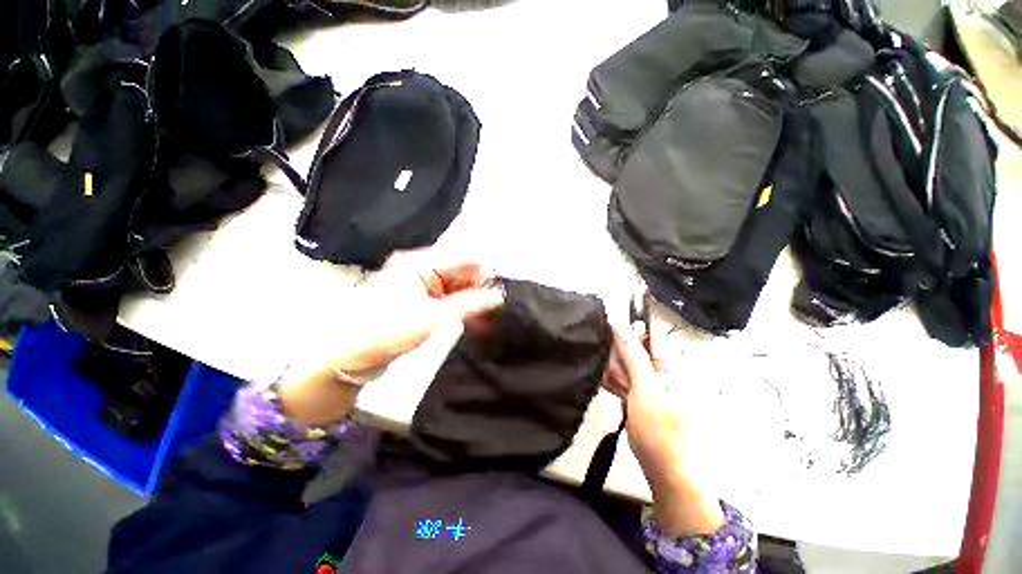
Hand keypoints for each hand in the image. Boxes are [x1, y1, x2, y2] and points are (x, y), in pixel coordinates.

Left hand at [279, 261, 503, 426]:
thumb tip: (498, 295)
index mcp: (417, 264)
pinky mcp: (418, 303)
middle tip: (498, 302)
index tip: (502, 285)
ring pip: (454, 286)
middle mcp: (418, 270)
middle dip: (479, 285)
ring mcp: (418, 287)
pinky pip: (446, 299)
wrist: (347, 357)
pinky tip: (474, 316)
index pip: (459, 259)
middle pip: (458, 272)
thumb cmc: (385, 331)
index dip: (483, 270)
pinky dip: (460, 306)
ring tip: (490, 311)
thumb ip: (468, 304)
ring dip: (471, 297)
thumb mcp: (432, 317)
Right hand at [610, 323, 724, 536]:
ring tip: (613, 385)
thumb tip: (620, 326)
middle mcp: (664, 369)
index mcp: (671, 364)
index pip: (644, 335)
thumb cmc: (659, 430)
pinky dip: (618, 383)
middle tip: (608, 369)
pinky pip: (628, 380)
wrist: (667, 471)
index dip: (623, 335)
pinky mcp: (645, 395)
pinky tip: (612, 389)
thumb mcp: (645, 388)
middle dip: (617, 357)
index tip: (605, 341)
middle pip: (634, 350)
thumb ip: (633, 355)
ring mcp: (654, 384)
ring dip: (615, 371)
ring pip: (627, 365)